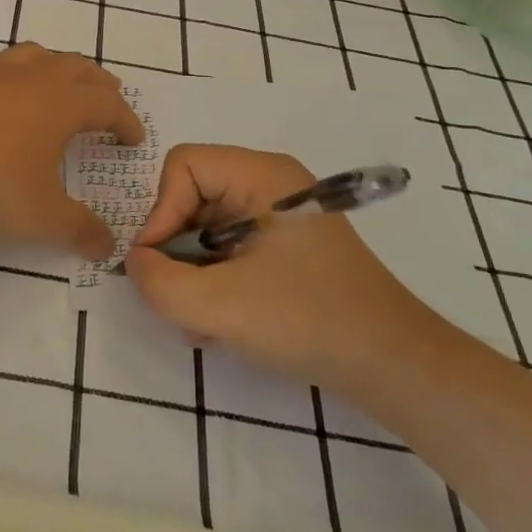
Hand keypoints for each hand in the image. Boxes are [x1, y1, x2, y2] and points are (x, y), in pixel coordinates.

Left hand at [0, 44, 142, 257]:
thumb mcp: (40, 217)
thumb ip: (78, 231)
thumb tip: (108, 247)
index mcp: (61, 105)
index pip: (107, 105)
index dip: (125, 120)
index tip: (133, 139)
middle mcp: (29, 79)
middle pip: (75, 67)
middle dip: (97, 82)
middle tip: (107, 95)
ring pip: (32, 55)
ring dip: (53, 66)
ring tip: (55, 81)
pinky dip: (5, 77)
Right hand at [123, 144, 437, 391]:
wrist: (394, 366)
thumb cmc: (308, 321)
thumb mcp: (219, 306)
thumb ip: (158, 283)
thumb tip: (137, 263)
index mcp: (262, 175)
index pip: (183, 166)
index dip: (161, 212)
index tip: (160, 265)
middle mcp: (270, 183)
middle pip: (191, 197)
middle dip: (176, 251)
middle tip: (178, 301)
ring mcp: (279, 216)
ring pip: (206, 228)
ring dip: (192, 274)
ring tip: (201, 323)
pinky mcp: (285, 247)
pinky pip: (228, 249)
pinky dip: (214, 281)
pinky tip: (220, 324)